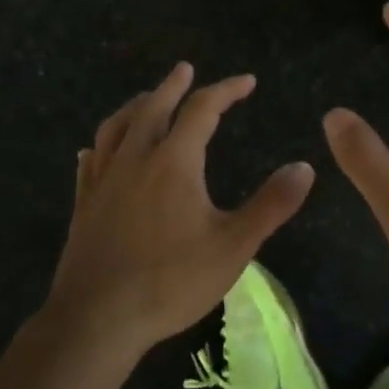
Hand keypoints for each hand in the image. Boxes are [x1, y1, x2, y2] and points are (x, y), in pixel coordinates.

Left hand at [44, 62, 315, 354]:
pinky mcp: (83, 205)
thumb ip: (271, 205)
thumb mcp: (234, 246)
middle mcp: (135, 159)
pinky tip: (96, 150)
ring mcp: (103, 181)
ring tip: (146, 99)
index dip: (226, 90)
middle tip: (186, 69)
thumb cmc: (171, 282)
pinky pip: (90, 162)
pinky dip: (100, 145)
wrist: (98, 319)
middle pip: (153, 107)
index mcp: (174, 162)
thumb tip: (305, 167)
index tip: (247, 81)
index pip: (202, 110)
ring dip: (135, 106)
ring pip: (116, 128)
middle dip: (174, 85)